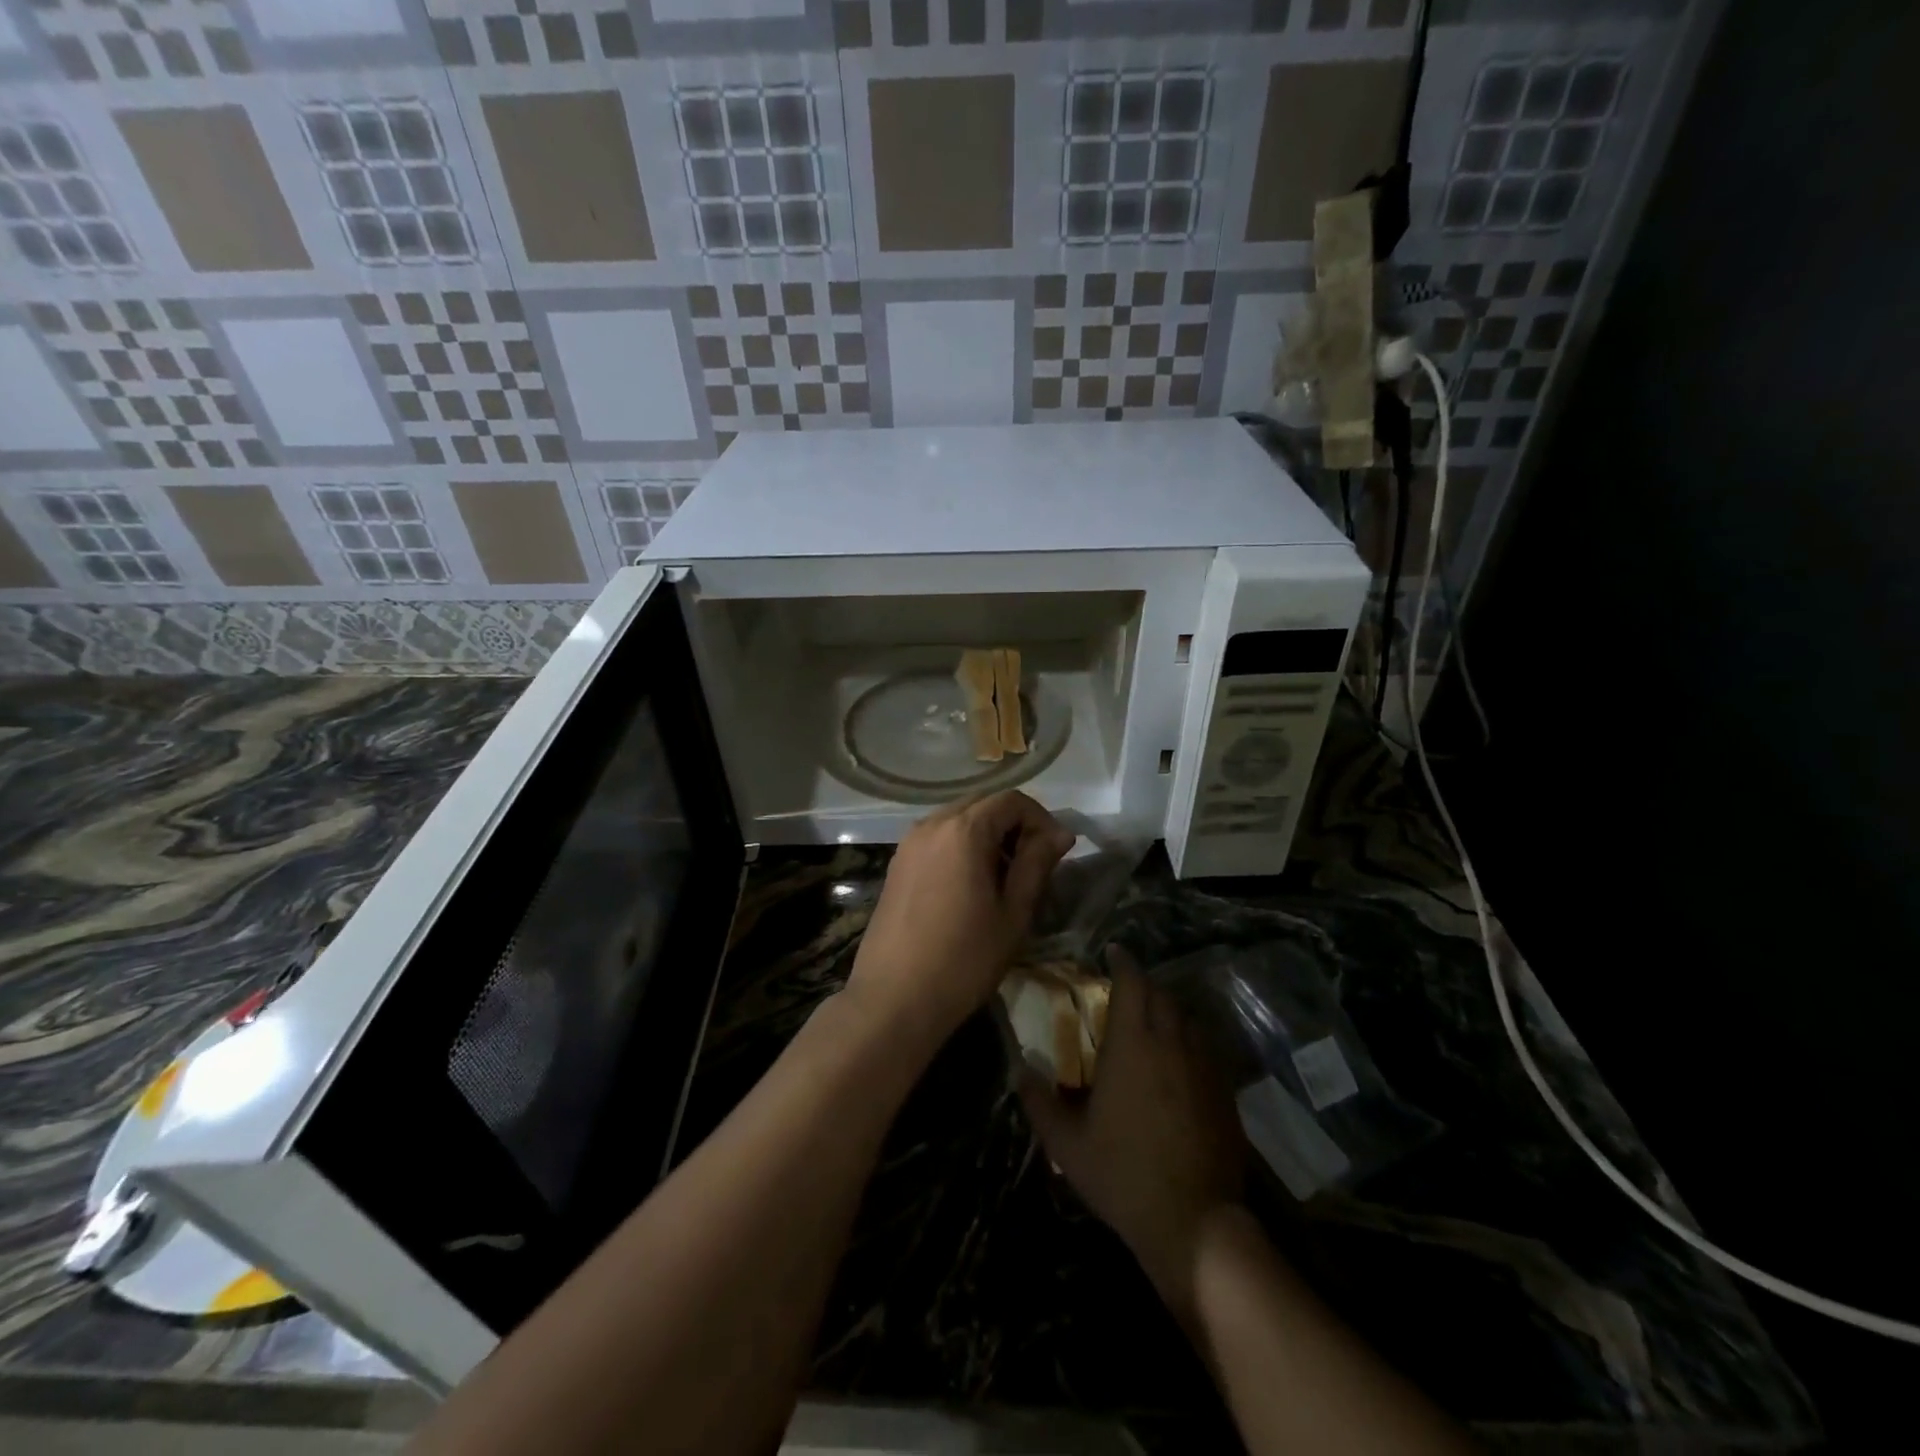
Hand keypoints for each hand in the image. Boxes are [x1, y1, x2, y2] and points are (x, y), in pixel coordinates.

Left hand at [844, 791, 1075, 1054]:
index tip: (1054, 852)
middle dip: (1014, 826)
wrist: (894, 999)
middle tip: (1033, 866)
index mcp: (963, 830)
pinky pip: (938, 839)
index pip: (1011, 800)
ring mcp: (908, 843)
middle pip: (983, 805)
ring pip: (959, 821)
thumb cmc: (964, 959)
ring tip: (1004, 880)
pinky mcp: (896, 864)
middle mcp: (931, 824)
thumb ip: (1036, 864)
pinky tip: (970, 887)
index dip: (1040, 818)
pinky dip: (962, 848)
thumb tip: (1060, 833)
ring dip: (987, 837)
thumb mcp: (1013, 913)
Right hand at [1018, 948, 1245, 1314]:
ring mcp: (1204, 1067)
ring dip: (1169, 1011)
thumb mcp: (1066, 1143)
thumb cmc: (1122, 1174)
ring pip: (1188, 1019)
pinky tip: (1178, 1062)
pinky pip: (1206, 1048)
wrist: (1193, 1221)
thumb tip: (1020, 1070)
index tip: (1114, 952)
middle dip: (1144, 985)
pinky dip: (1189, 1041)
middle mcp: (1172, 1044)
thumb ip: (1039, 1102)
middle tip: (1125, 991)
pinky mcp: (1224, 1092)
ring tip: (1151, 1023)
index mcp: (1133, 1045)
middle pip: (1162, 995)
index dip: (1124, 963)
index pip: (1133, 984)